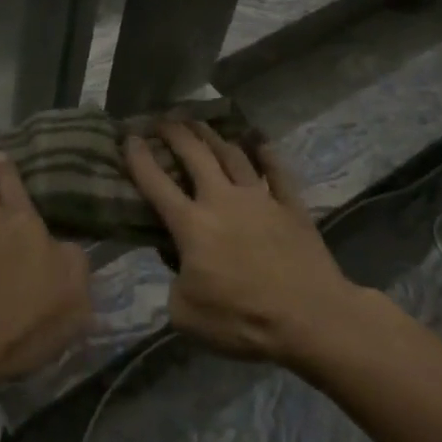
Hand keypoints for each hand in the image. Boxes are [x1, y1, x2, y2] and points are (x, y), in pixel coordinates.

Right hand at [125, 121, 359, 364]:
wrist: (312, 319)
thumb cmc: (243, 321)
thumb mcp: (186, 315)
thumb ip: (174, 284)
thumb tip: (179, 266)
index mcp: (191, 225)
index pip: (156, 182)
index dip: (139, 157)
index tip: (129, 137)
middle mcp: (222, 200)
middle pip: (195, 155)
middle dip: (175, 133)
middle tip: (163, 120)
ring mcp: (260, 199)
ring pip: (232, 155)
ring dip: (212, 136)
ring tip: (199, 123)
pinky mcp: (292, 208)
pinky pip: (278, 172)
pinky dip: (268, 154)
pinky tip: (260, 141)